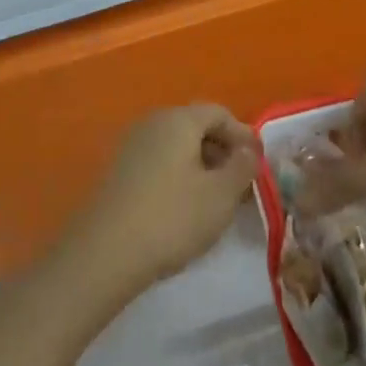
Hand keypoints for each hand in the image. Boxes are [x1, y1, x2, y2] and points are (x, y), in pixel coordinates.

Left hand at [63, 104, 259, 300]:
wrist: (105, 251)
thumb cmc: (173, 216)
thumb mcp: (221, 194)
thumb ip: (243, 167)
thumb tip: (249, 149)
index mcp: (178, 119)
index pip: (219, 113)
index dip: (243, 135)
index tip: (259, 164)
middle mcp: (152, 123)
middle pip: (196, 127)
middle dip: (223, 151)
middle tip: (242, 184)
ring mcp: (130, 146)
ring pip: (176, 147)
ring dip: (201, 166)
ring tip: (217, 200)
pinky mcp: (118, 172)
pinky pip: (158, 163)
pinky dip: (178, 176)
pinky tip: (186, 208)